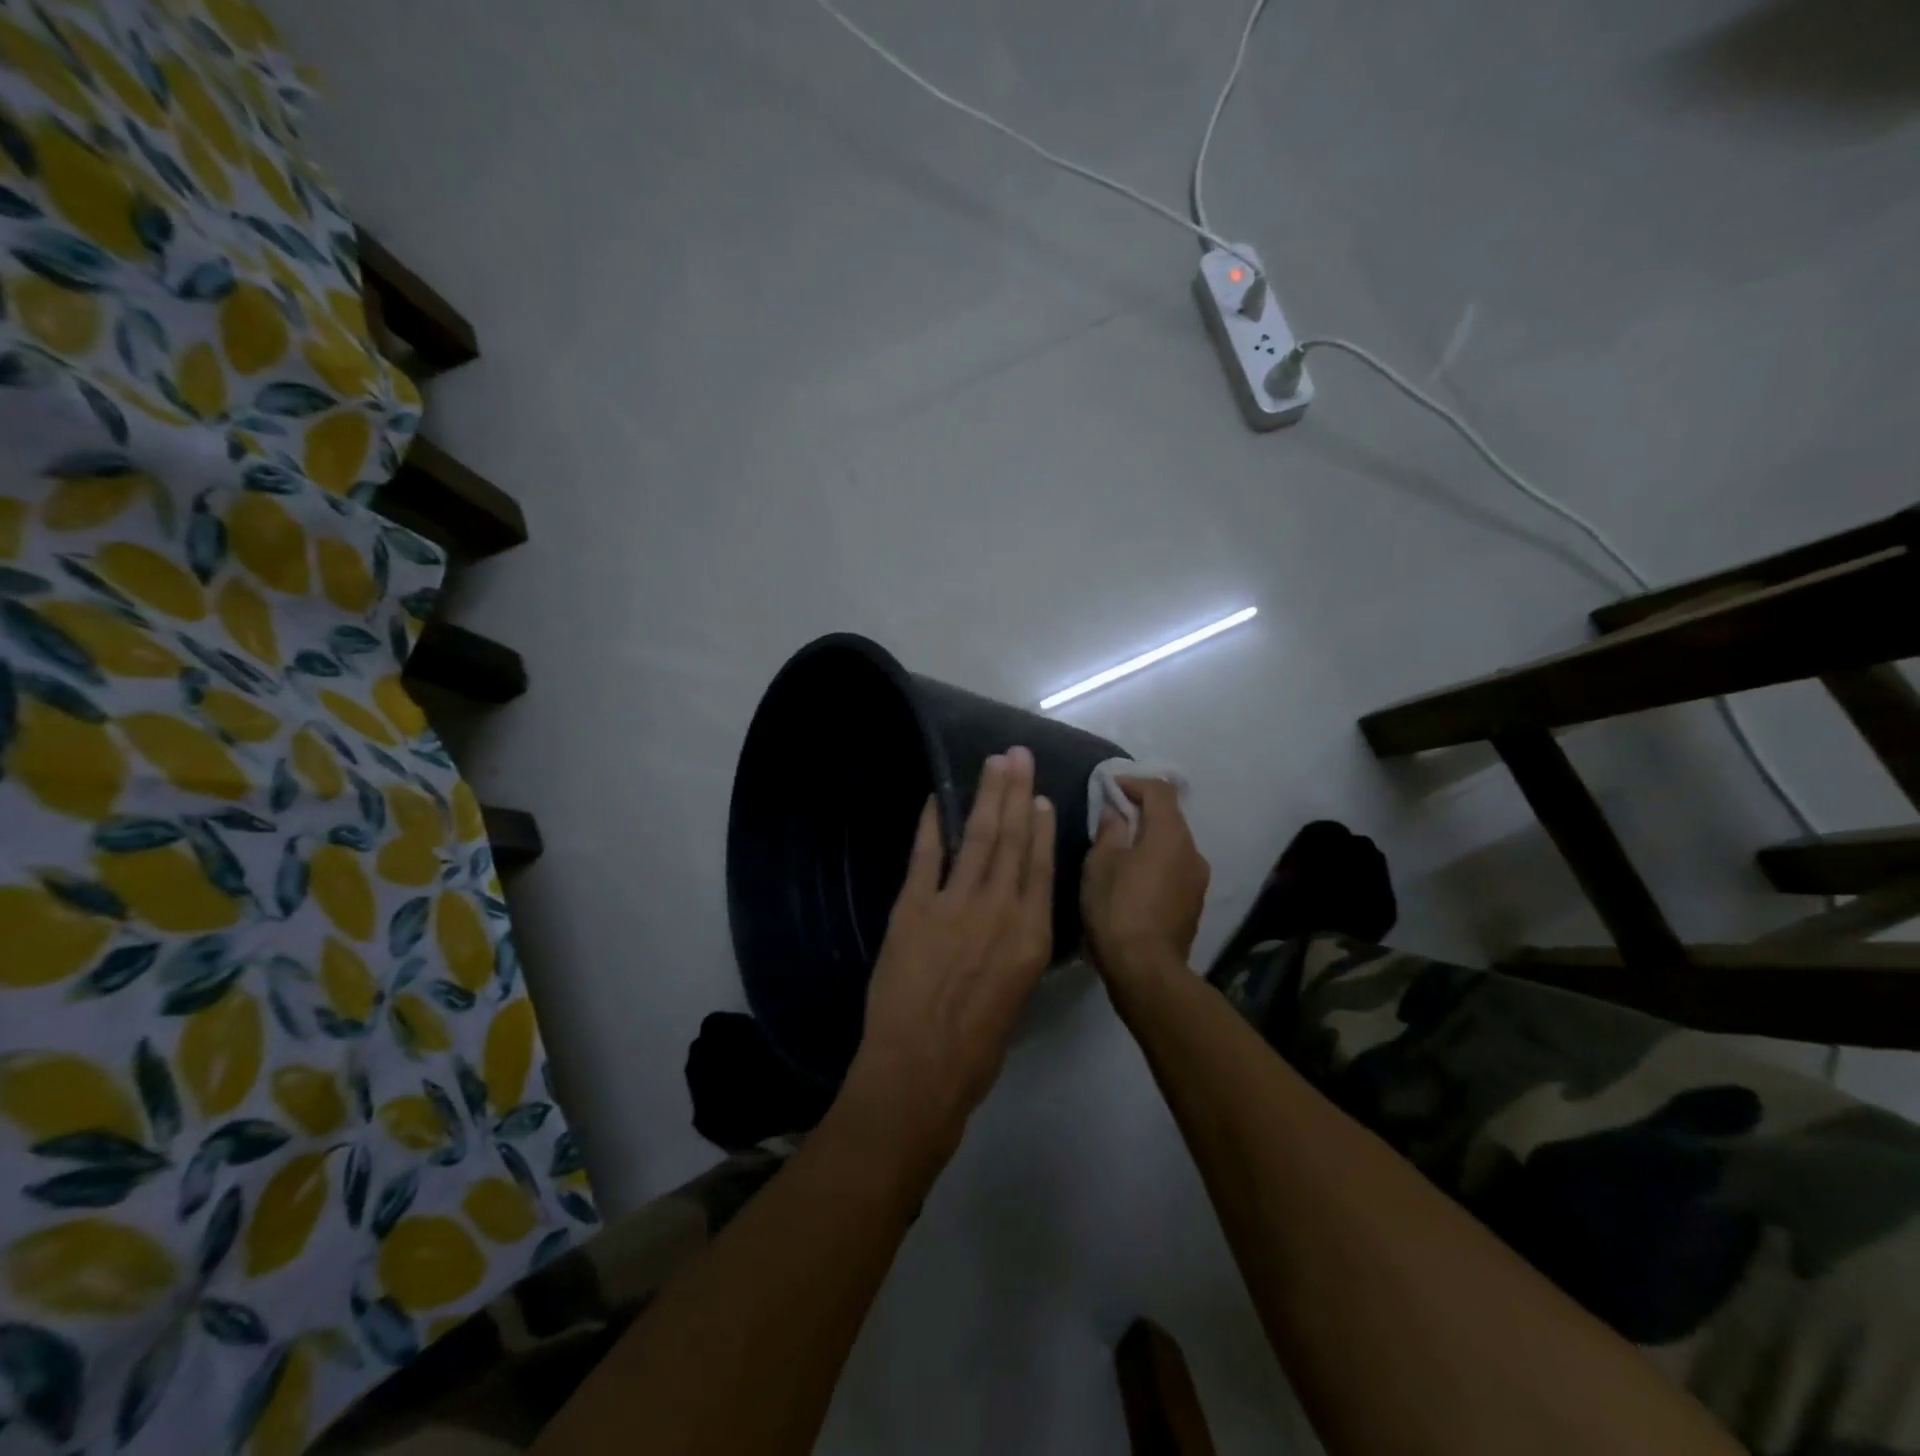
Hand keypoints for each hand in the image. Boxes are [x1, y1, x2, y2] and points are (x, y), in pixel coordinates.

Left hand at [840, 748, 1054, 1170]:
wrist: (919, 1072)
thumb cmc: (977, 1049)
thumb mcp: (1017, 996)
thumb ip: (1018, 949)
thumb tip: (1014, 917)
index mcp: (1031, 937)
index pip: (1041, 869)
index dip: (1041, 828)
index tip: (1040, 796)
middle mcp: (1000, 911)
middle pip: (1012, 841)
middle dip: (1015, 793)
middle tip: (1016, 755)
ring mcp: (955, 906)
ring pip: (978, 839)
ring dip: (984, 797)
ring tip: (992, 764)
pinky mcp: (913, 909)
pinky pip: (925, 857)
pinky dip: (931, 826)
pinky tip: (936, 799)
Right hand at [1081, 778, 1209, 989]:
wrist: (1145, 970)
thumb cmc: (1117, 908)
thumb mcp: (1100, 864)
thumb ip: (1109, 831)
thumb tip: (1115, 813)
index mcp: (1170, 835)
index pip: (1160, 791)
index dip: (1134, 782)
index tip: (1110, 786)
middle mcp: (1192, 852)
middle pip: (1169, 818)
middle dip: (1141, 811)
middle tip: (1111, 817)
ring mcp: (1197, 881)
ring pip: (1173, 846)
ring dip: (1149, 840)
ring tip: (1120, 851)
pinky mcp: (1193, 905)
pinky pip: (1174, 870)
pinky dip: (1155, 864)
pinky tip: (1133, 880)